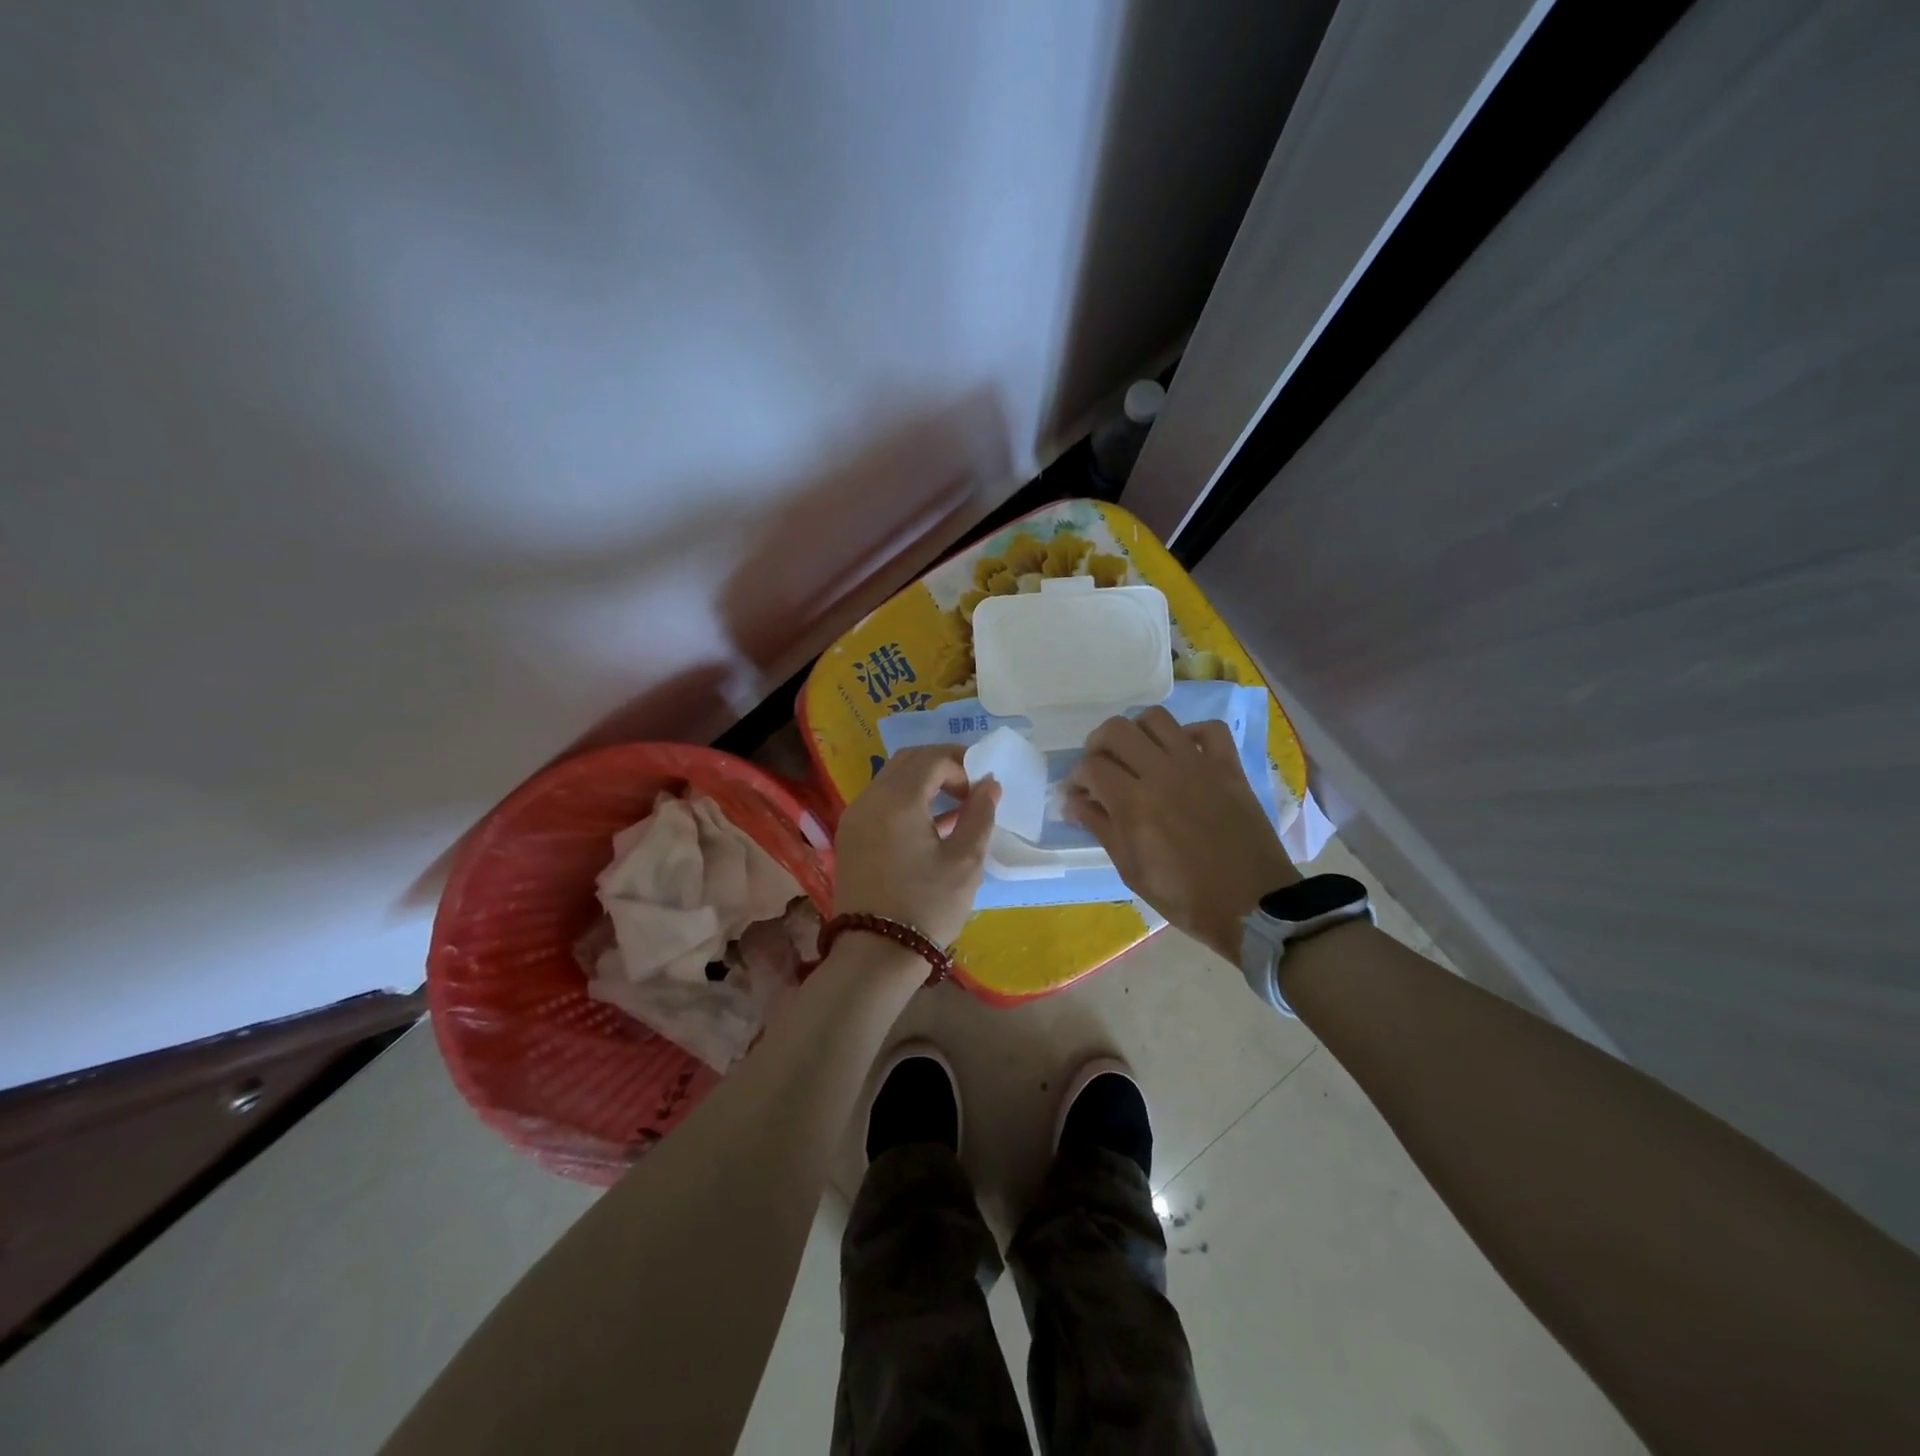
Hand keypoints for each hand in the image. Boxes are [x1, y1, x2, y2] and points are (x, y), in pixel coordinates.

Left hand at [832, 745, 999, 948]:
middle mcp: (870, 799)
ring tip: (957, 803)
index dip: (962, 765)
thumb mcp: (965, 862)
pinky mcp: (850, 837)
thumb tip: (989, 784)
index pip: (932, 759)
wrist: (875, 954)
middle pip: (908, 761)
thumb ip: (979, 815)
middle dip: (942, 763)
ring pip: (891, 779)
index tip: (982, 790)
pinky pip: (880, 801)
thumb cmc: (927, 906)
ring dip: (924, 781)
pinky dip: (906, 799)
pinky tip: (932, 823)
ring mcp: (854, 817)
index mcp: (897, 800)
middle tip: (971, 782)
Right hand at [1066, 707, 1298, 961]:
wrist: (1252, 905)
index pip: (1091, 767)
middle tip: (1101, 767)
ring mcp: (1199, 765)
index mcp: (1134, 803)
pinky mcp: (1229, 767)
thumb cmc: (1184, 897)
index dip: (1077, 778)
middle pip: (1117, 730)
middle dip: (1098, 744)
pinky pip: (1210, 729)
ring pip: (1158, 719)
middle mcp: (1163, 773)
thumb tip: (1074, 802)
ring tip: (1137, 754)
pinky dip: (1191, 733)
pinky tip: (1182, 753)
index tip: (1078, 794)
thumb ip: (1101, 828)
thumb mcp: (1131, 870)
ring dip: (1138, 732)